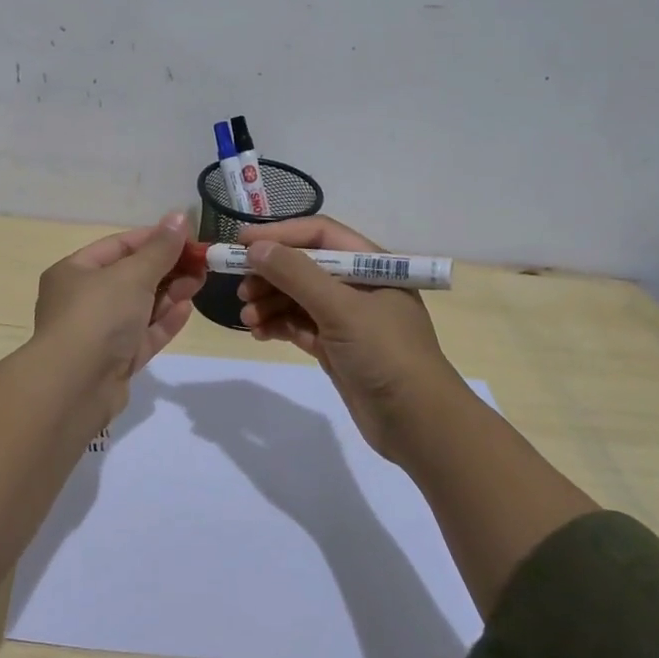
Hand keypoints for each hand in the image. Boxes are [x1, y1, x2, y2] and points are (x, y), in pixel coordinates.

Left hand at [33, 213, 203, 409]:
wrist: (74, 387)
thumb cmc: (98, 316)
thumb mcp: (132, 274)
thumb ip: (160, 249)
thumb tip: (178, 216)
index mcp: (74, 272)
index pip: (118, 246)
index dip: (154, 239)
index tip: (189, 237)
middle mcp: (82, 300)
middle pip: (130, 277)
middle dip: (167, 268)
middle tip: (202, 263)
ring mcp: (98, 334)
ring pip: (139, 307)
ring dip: (169, 294)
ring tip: (200, 282)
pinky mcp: (114, 362)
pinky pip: (142, 335)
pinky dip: (163, 322)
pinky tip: (187, 309)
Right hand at [236, 216, 462, 462]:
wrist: (417, 423)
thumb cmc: (385, 353)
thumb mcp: (340, 308)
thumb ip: (296, 274)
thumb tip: (256, 248)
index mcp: (371, 265)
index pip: (319, 235)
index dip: (280, 234)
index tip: (242, 242)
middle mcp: (359, 286)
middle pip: (304, 266)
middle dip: (270, 274)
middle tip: (241, 288)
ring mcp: (348, 319)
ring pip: (298, 298)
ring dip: (270, 302)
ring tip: (248, 317)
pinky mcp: (336, 348)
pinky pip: (299, 326)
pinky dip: (278, 325)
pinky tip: (259, 332)